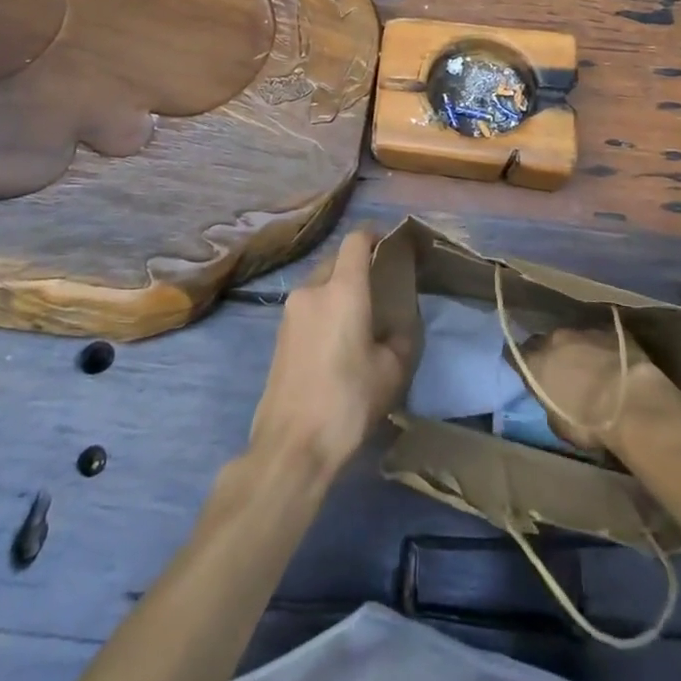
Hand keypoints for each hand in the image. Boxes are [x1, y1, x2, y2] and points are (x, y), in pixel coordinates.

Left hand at [248, 230, 417, 481]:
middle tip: (380, 288)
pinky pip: (308, 308)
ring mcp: (290, 312)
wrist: (292, 446)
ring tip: (360, 319)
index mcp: (342, 289)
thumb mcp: (391, 371)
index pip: (356, 240)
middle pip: (336, 261)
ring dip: (339, 291)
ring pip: (320, 285)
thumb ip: (401, 337)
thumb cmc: (348, 401)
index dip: (374, 234)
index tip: (391, 243)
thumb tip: (397, 327)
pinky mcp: (279, 336)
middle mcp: (312, 290)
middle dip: (358, 266)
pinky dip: (325, 311)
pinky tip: (338, 342)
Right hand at [516, 326, 675, 451]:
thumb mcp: (559, 425)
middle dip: (552, 354)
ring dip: (579, 350)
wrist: (631, 402)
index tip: (525, 371)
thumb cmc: (589, 422)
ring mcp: (584, 331)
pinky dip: (603, 348)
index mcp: (536, 362)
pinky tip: (613, 362)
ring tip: (591, 368)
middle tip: (562, 371)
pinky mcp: (611, 330)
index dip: (520, 362)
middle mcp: (555, 339)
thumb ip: (550, 405)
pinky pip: (601, 337)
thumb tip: (553, 400)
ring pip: (575, 338)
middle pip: (547, 342)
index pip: (515, 355)